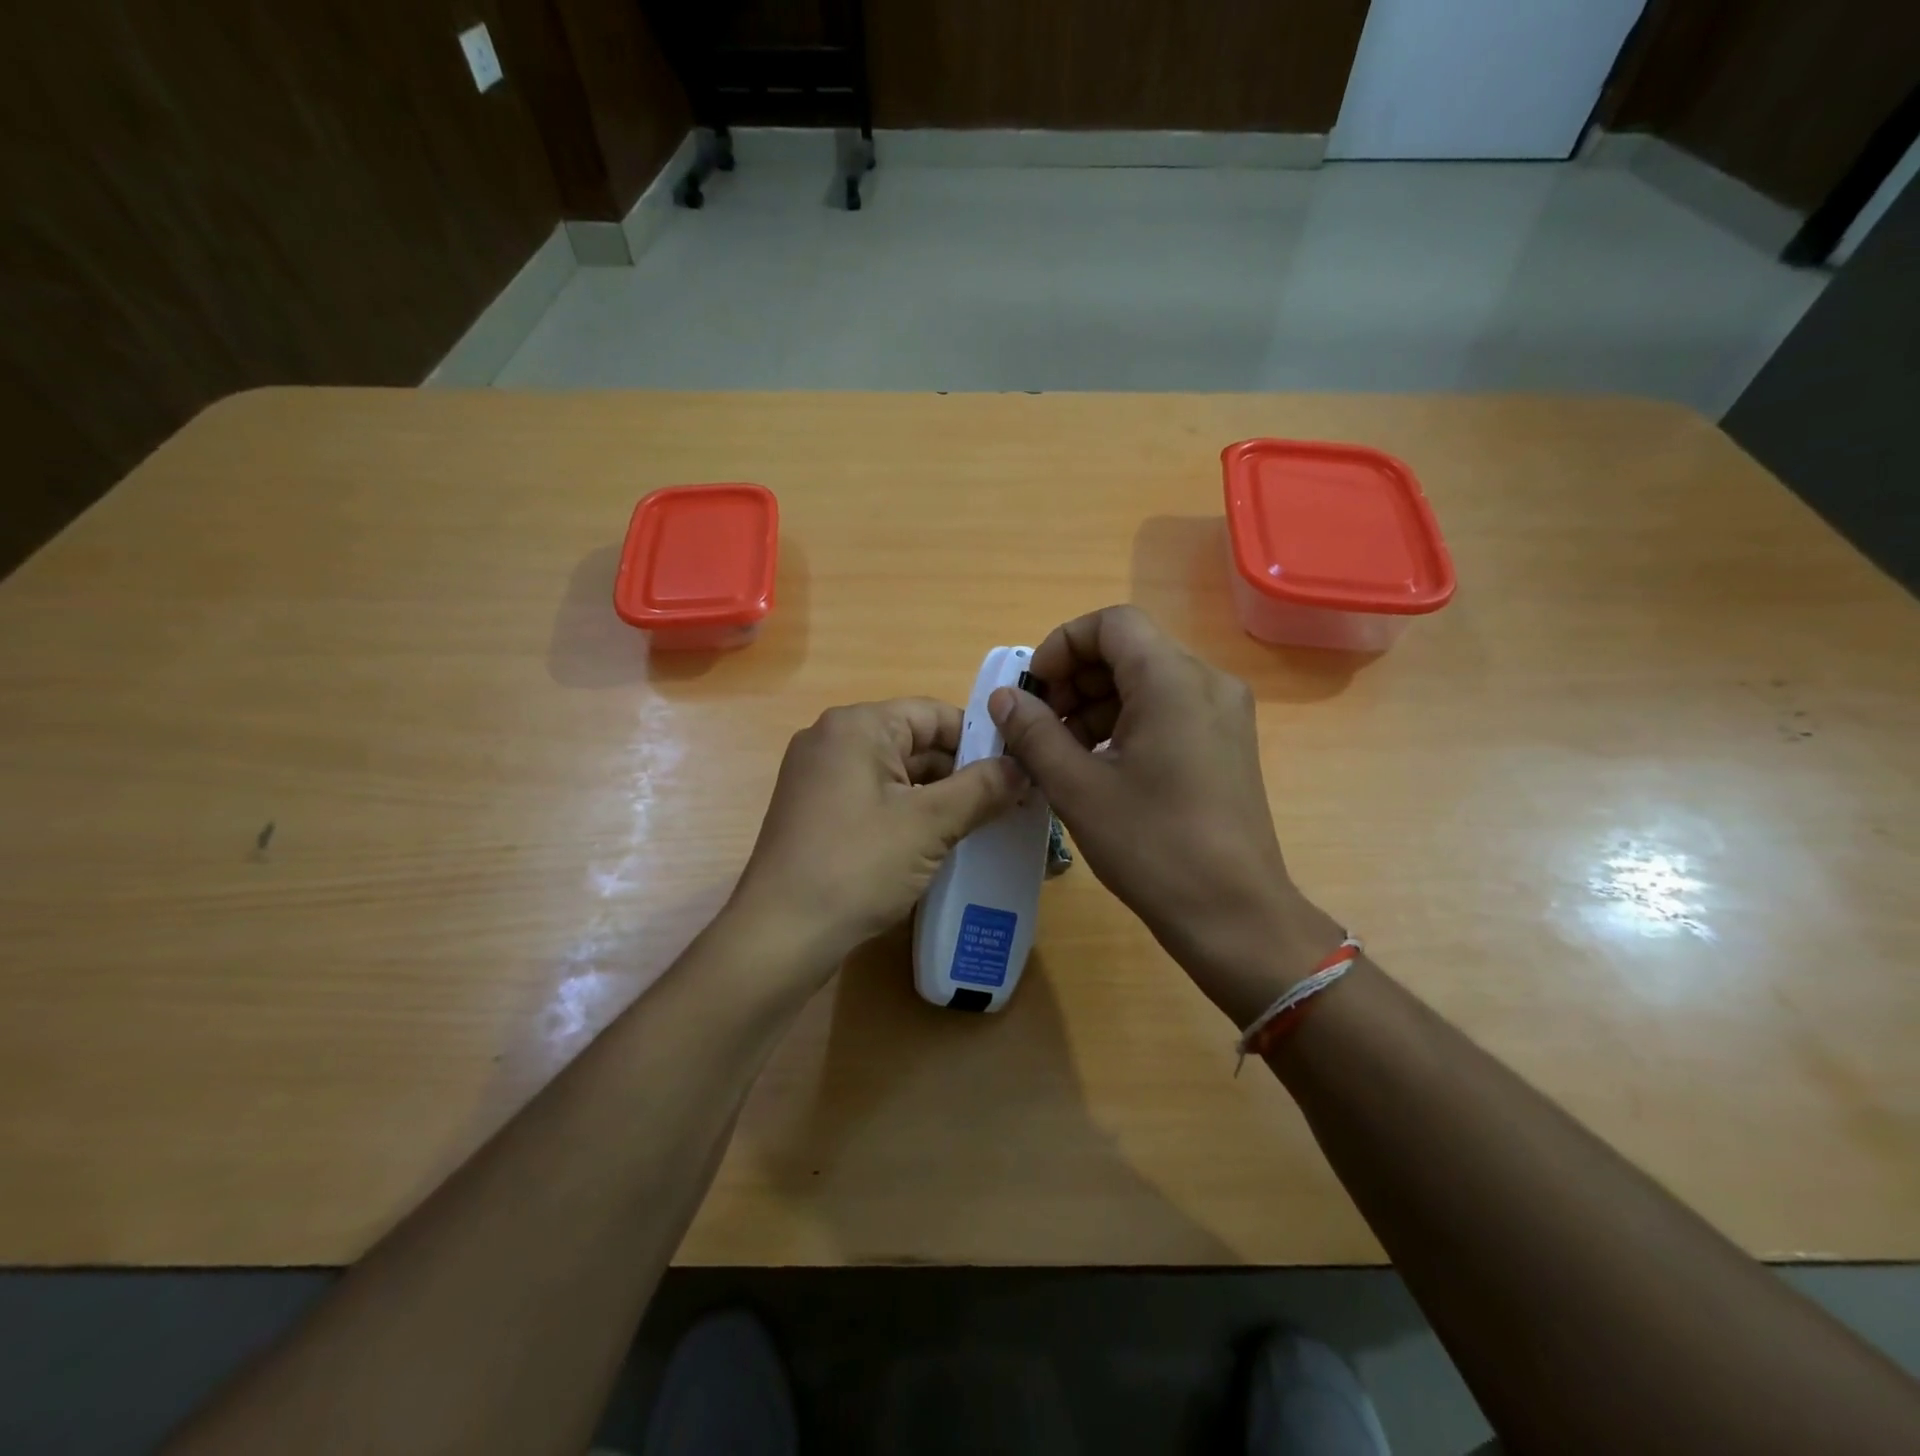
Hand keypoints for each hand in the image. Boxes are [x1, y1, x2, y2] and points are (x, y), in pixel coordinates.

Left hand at [729, 698, 1025, 982]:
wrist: (781, 934)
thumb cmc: (858, 865)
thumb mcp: (930, 824)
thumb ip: (982, 788)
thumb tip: (1023, 767)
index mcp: (858, 726)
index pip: (934, 713)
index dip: (980, 739)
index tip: (1018, 769)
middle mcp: (833, 739)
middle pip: (915, 742)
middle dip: (962, 772)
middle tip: (1010, 802)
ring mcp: (819, 776)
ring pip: (897, 773)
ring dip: (939, 796)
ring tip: (985, 823)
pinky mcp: (817, 811)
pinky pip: (875, 797)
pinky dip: (909, 812)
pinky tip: (939, 841)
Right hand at [988, 606, 1339, 1024]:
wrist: (1234, 915)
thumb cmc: (1152, 846)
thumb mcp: (1078, 788)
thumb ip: (1033, 733)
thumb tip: (1004, 698)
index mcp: (1172, 679)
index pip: (1111, 623)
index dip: (1062, 646)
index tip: (1034, 693)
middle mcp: (1206, 681)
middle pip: (1129, 649)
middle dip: (1075, 680)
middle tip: (1041, 728)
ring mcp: (1223, 712)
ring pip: (1147, 680)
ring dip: (1096, 703)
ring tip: (1063, 753)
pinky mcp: (1226, 742)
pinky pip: (1168, 709)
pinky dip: (1126, 723)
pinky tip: (1101, 767)